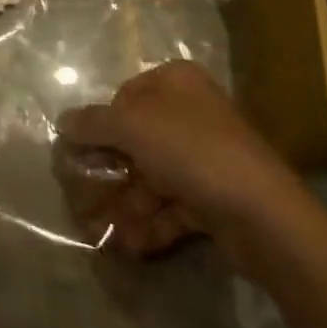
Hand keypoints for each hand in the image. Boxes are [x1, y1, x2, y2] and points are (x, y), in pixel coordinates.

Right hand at [55, 60, 304, 260]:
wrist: (264, 216)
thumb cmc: (192, 151)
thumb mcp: (131, 127)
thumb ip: (93, 123)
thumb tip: (62, 122)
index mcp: (175, 83)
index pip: (124, 97)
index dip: (99, 126)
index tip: (78, 155)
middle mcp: (191, 114)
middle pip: (136, 141)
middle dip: (108, 174)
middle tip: (80, 199)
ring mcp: (205, 158)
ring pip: (151, 178)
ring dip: (124, 205)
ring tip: (98, 233)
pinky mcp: (215, 199)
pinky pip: (171, 207)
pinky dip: (149, 223)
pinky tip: (128, 244)